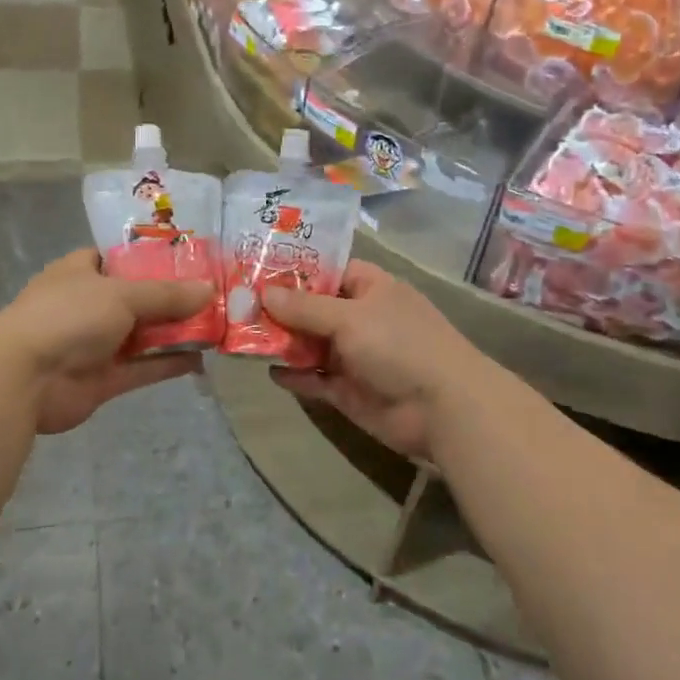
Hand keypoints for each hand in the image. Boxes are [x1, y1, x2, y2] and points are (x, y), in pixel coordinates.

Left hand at [0, 250, 214, 434]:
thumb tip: (209, 290)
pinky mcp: (103, 379)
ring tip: (216, 325)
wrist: (25, 379)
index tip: (190, 259)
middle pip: (138, 297)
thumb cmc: (68, 317)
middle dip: (173, 298)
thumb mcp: (122, 295)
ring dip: (174, 332)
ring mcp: (94, 343)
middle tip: (214, 294)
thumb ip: (167, 294)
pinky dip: (167, 363)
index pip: (118, 257)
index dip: (152, 258)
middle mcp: (88, 304)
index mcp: (81, 271)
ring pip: (142, 334)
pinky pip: (142, 367)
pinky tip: (200, 359)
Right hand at [262, 261, 490, 458]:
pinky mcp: (349, 390)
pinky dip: (295, 375)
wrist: (443, 408)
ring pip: (310, 344)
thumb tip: (264, 294)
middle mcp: (360, 317)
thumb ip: (305, 308)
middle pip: (313, 308)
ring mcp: (355, 355)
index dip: (294, 271)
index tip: (255, 271)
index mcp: (369, 288)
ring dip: (282, 342)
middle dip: (279, 309)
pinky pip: (315, 378)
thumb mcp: (349, 317)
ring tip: (242, 336)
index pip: (327, 271)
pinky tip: (269, 371)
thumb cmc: (399, 344)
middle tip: (237, 305)